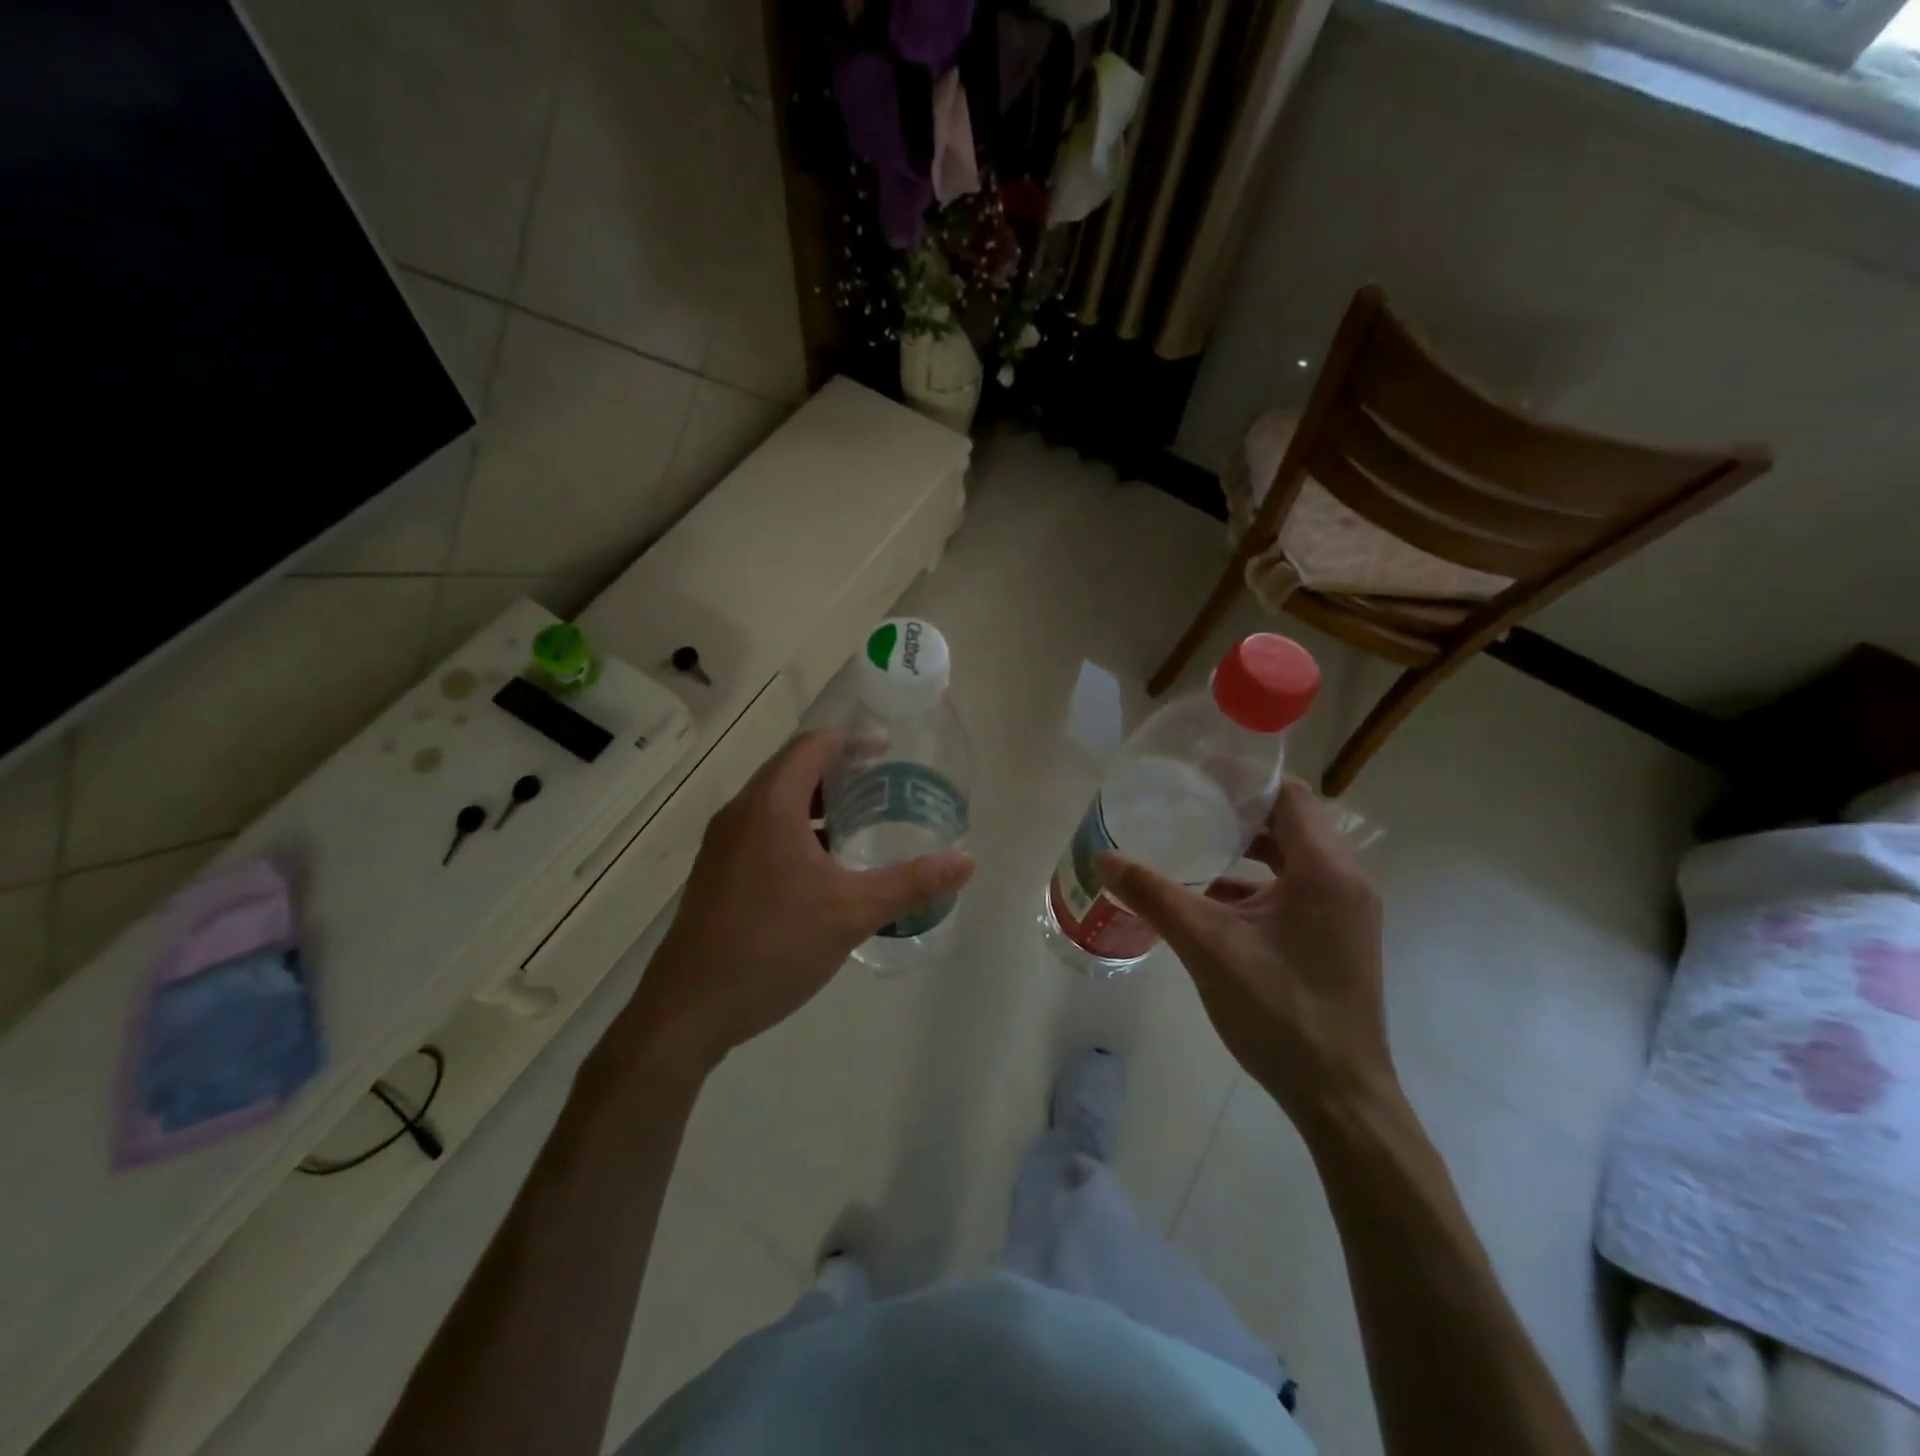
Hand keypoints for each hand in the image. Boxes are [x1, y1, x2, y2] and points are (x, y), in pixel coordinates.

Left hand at [612, 731, 973, 1077]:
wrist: (688, 1009)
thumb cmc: (772, 947)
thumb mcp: (852, 913)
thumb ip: (911, 883)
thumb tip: (966, 862)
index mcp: (770, 806)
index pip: (812, 746)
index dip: (851, 741)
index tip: (887, 751)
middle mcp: (741, 813)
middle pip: (792, 769)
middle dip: (837, 771)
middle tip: (882, 788)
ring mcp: (723, 844)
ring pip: (775, 803)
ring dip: (816, 803)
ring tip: (859, 824)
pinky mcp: (717, 873)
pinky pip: (762, 830)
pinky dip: (796, 830)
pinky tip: (822, 869)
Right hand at [1096, 779, 1391, 1122]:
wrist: (1339, 1097)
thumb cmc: (1279, 1011)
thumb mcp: (1208, 947)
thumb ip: (1155, 896)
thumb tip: (1103, 858)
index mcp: (1326, 871)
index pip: (1289, 795)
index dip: (1244, 777)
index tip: (1198, 769)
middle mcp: (1346, 882)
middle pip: (1292, 821)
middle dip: (1240, 808)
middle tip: (1188, 801)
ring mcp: (1345, 912)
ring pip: (1294, 857)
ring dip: (1248, 845)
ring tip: (1196, 839)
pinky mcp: (1337, 938)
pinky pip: (1296, 888)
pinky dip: (1258, 881)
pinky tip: (1213, 895)